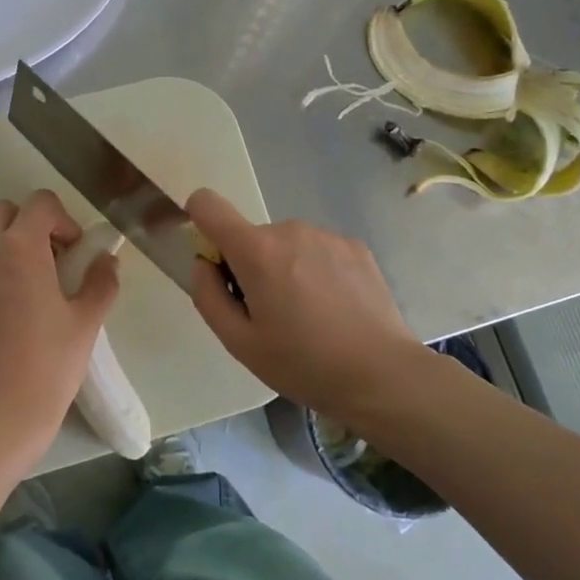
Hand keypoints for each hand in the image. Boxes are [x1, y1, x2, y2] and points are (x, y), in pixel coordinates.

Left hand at [0, 191, 119, 455]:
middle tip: (49, 263)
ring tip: (24, 295)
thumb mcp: (87, 321)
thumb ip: (101, 281)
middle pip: (2, 212)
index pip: (39, 203)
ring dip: (4, 253)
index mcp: (20, 249)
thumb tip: (106, 260)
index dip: (62, 220)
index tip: (73, 252)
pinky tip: (0, 321)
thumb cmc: (51, 364)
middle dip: (28, 227)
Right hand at [187, 189, 430, 424]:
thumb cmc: (302, 363)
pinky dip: (316, 271)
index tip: (212, 257)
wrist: (381, 374)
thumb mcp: (239, 343)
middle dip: (251, 266)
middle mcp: (290, 230)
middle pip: (252, 237)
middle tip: (271, 315)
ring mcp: (327, 235)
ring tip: (309, 316)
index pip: (208, 204)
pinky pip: (318, 250)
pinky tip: (335, 309)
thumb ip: (208, 296)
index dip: (199, 220)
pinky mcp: (355, 246)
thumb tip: (203, 263)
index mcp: (256, 251)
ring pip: (287, 245)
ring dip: (286, 269)